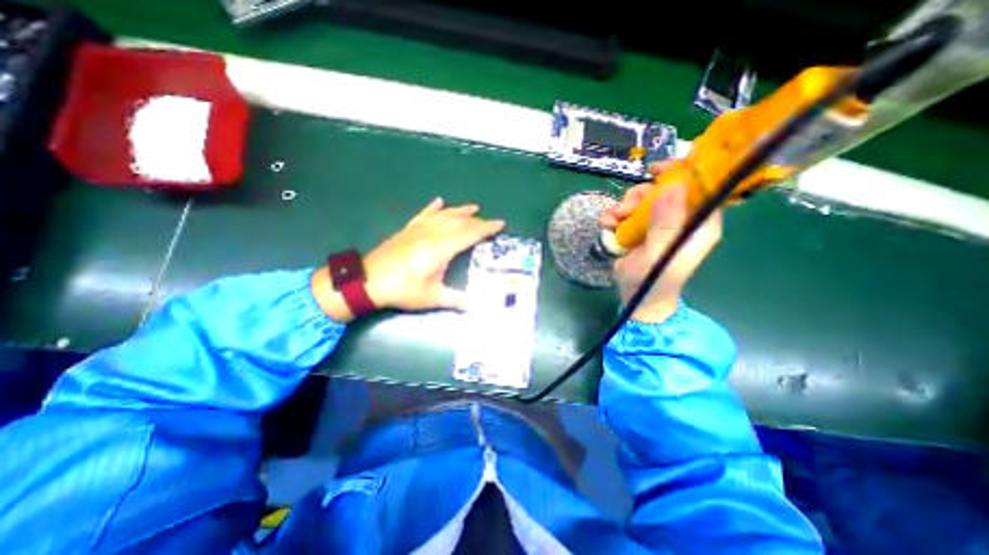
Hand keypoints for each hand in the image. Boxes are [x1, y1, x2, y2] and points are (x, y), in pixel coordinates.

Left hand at [313, 198, 504, 320]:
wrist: (367, 281)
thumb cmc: (402, 290)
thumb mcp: (431, 298)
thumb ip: (456, 300)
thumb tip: (476, 306)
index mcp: (441, 248)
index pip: (469, 233)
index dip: (486, 228)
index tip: (500, 224)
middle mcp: (432, 234)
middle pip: (459, 222)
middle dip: (477, 221)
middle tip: (491, 222)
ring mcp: (418, 229)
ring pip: (444, 215)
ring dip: (460, 210)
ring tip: (473, 207)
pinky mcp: (408, 230)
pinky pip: (424, 214)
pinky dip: (433, 207)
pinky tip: (439, 201)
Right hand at [598, 163, 722, 322]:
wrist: (636, 299)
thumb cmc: (653, 281)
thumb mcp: (658, 254)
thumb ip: (666, 223)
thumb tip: (674, 186)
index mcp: (698, 224)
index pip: (700, 187)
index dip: (681, 172)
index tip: (656, 171)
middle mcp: (681, 220)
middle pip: (664, 190)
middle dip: (641, 195)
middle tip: (625, 207)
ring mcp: (660, 224)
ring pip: (643, 200)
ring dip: (624, 206)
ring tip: (611, 220)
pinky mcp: (642, 230)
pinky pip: (629, 213)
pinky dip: (616, 216)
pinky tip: (607, 225)